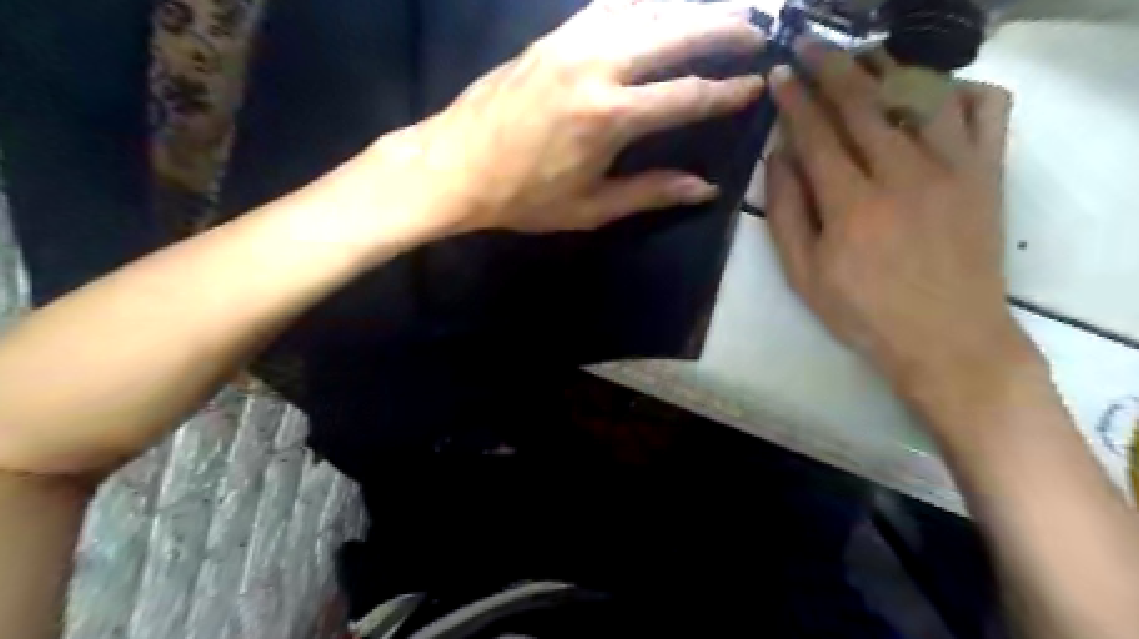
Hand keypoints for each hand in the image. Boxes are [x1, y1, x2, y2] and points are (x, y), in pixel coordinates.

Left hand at [374, 1, 765, 233]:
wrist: (454, 165)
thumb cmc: (523, 197)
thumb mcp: (590, 207)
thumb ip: (651, 192)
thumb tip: (705, 189)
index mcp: (609, 117)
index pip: (686, 95)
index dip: (727, 91)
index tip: (756, 84)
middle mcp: (597, 65)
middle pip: (675, 31)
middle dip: (724, 26)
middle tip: (759, 27)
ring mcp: (572, 41)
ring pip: (646, 8)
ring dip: (689, 7)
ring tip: (721, 12)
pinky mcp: (553, 35)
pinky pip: (611, 6)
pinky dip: (645, 4)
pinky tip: (662, 9)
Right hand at [764, 48, 1034, 399]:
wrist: (947, 339)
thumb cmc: (863, 312)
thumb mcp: (804, 274)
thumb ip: (787, 213)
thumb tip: (779, 157)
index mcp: (851, 204)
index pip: (815, 135)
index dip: (794, 101)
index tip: (779, 75)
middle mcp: (902, 174)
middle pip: (862, 104)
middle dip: (830, 68)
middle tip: (809, 45)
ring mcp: (952, 168)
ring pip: (919, 95)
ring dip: (887, 67)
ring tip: (863, 55)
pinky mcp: (986, 174)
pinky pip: (985, 111)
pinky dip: (961, 90)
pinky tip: (934, 96)